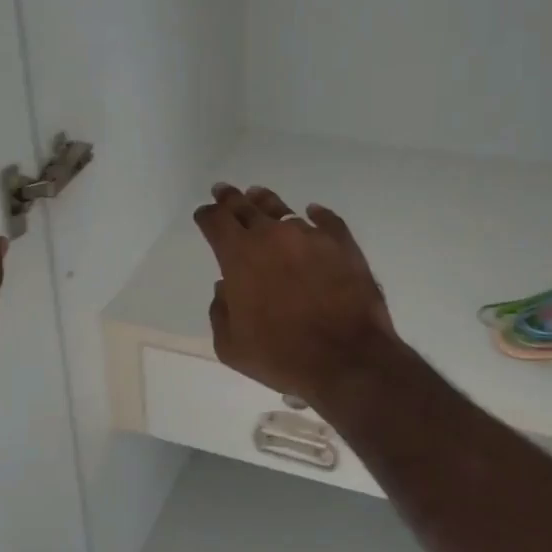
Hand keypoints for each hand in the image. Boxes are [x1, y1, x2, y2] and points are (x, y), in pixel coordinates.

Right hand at [193, 184, 399, 404]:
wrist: (347, 359)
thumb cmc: (281, 356)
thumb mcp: (231, 345)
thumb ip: (221, 311)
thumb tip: (227, 288)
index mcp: (239, 256)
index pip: (215, 221)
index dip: (206, 215)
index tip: (204, 214)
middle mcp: (272, 236)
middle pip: (245, 206)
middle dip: (230, 199)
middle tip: (224, 191)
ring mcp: (310, 236)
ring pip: (282, 210)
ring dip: (266, 203)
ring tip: (259, 197)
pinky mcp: (343, 244)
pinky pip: (326, 220)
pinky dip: (316, 215)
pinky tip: (313, 212)